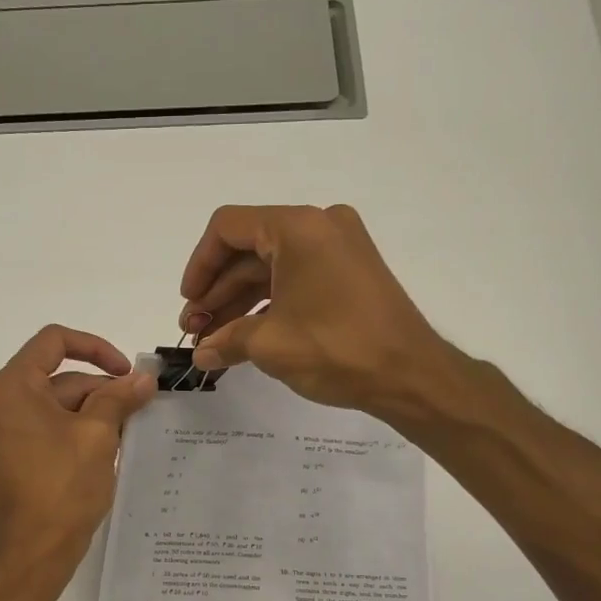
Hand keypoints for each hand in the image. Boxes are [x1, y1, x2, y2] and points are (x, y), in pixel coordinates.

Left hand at [0, 326, 156, 560]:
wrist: (34, 550)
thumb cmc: (63, 486)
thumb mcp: (98, 434)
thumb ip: (119, 397)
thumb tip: (144, 377)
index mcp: (11, 387)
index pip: (53, 342)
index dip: (95, 348)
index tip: (125, 372)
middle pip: (56, 377)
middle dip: (99, 388)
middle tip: (138, 407)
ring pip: (53, 404)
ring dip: (91, 411)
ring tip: (127, 430)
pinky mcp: (7, 455)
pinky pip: (44, 427)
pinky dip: (74, 429)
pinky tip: (105, 448)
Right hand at [180, 204, 452, 416]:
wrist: (411, 375)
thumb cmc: (336, 349)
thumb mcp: (270, 345)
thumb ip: (227, 342)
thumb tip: (201, 355)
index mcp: (298, 227)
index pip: (228, 228)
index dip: (199, 266)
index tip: (189, 303)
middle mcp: (319, 226)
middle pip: (249, 250)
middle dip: (217, 292)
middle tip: (195, 331)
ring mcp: (339, 248)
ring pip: (272, 268)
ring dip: (239, 303)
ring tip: (214, 341)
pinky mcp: (350, 272)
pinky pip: (296, 279)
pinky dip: (269, 304)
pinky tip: (246, 337)